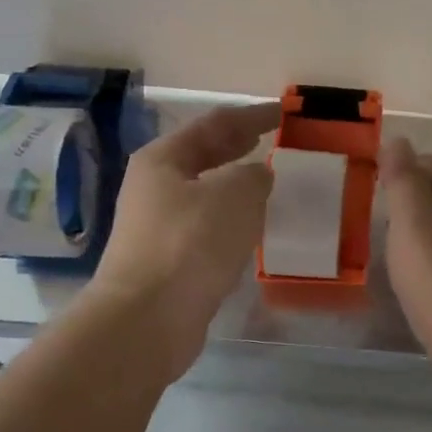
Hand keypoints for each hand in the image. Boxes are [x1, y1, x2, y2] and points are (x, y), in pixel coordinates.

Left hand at [88, 102, 280, 380]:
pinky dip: (232, 224)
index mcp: (163, 160)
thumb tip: (256, 176)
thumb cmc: (191, 243)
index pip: (214, 124)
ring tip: (270, 186)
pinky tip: (252, 232)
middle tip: (273, 142)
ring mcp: (158, 228)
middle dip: (239, 148)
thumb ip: (254, 176)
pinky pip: (208, 231)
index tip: (283, 113)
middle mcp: (155, 188)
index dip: (251, 115)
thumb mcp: (235, 195)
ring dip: (236, 189)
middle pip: (204, 157)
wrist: (148, 318)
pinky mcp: (169, 263)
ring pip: (206, 196)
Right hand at [381, 137, 431, 405]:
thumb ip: (403, 182)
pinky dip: (425, 259)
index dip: (398, 168)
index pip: (428, 164)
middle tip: (368, 215)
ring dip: (414, 231)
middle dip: (405, 199)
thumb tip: (398, 140)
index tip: (366, 184)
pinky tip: (409, 276)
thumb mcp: (414, 225)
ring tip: (382, 244)